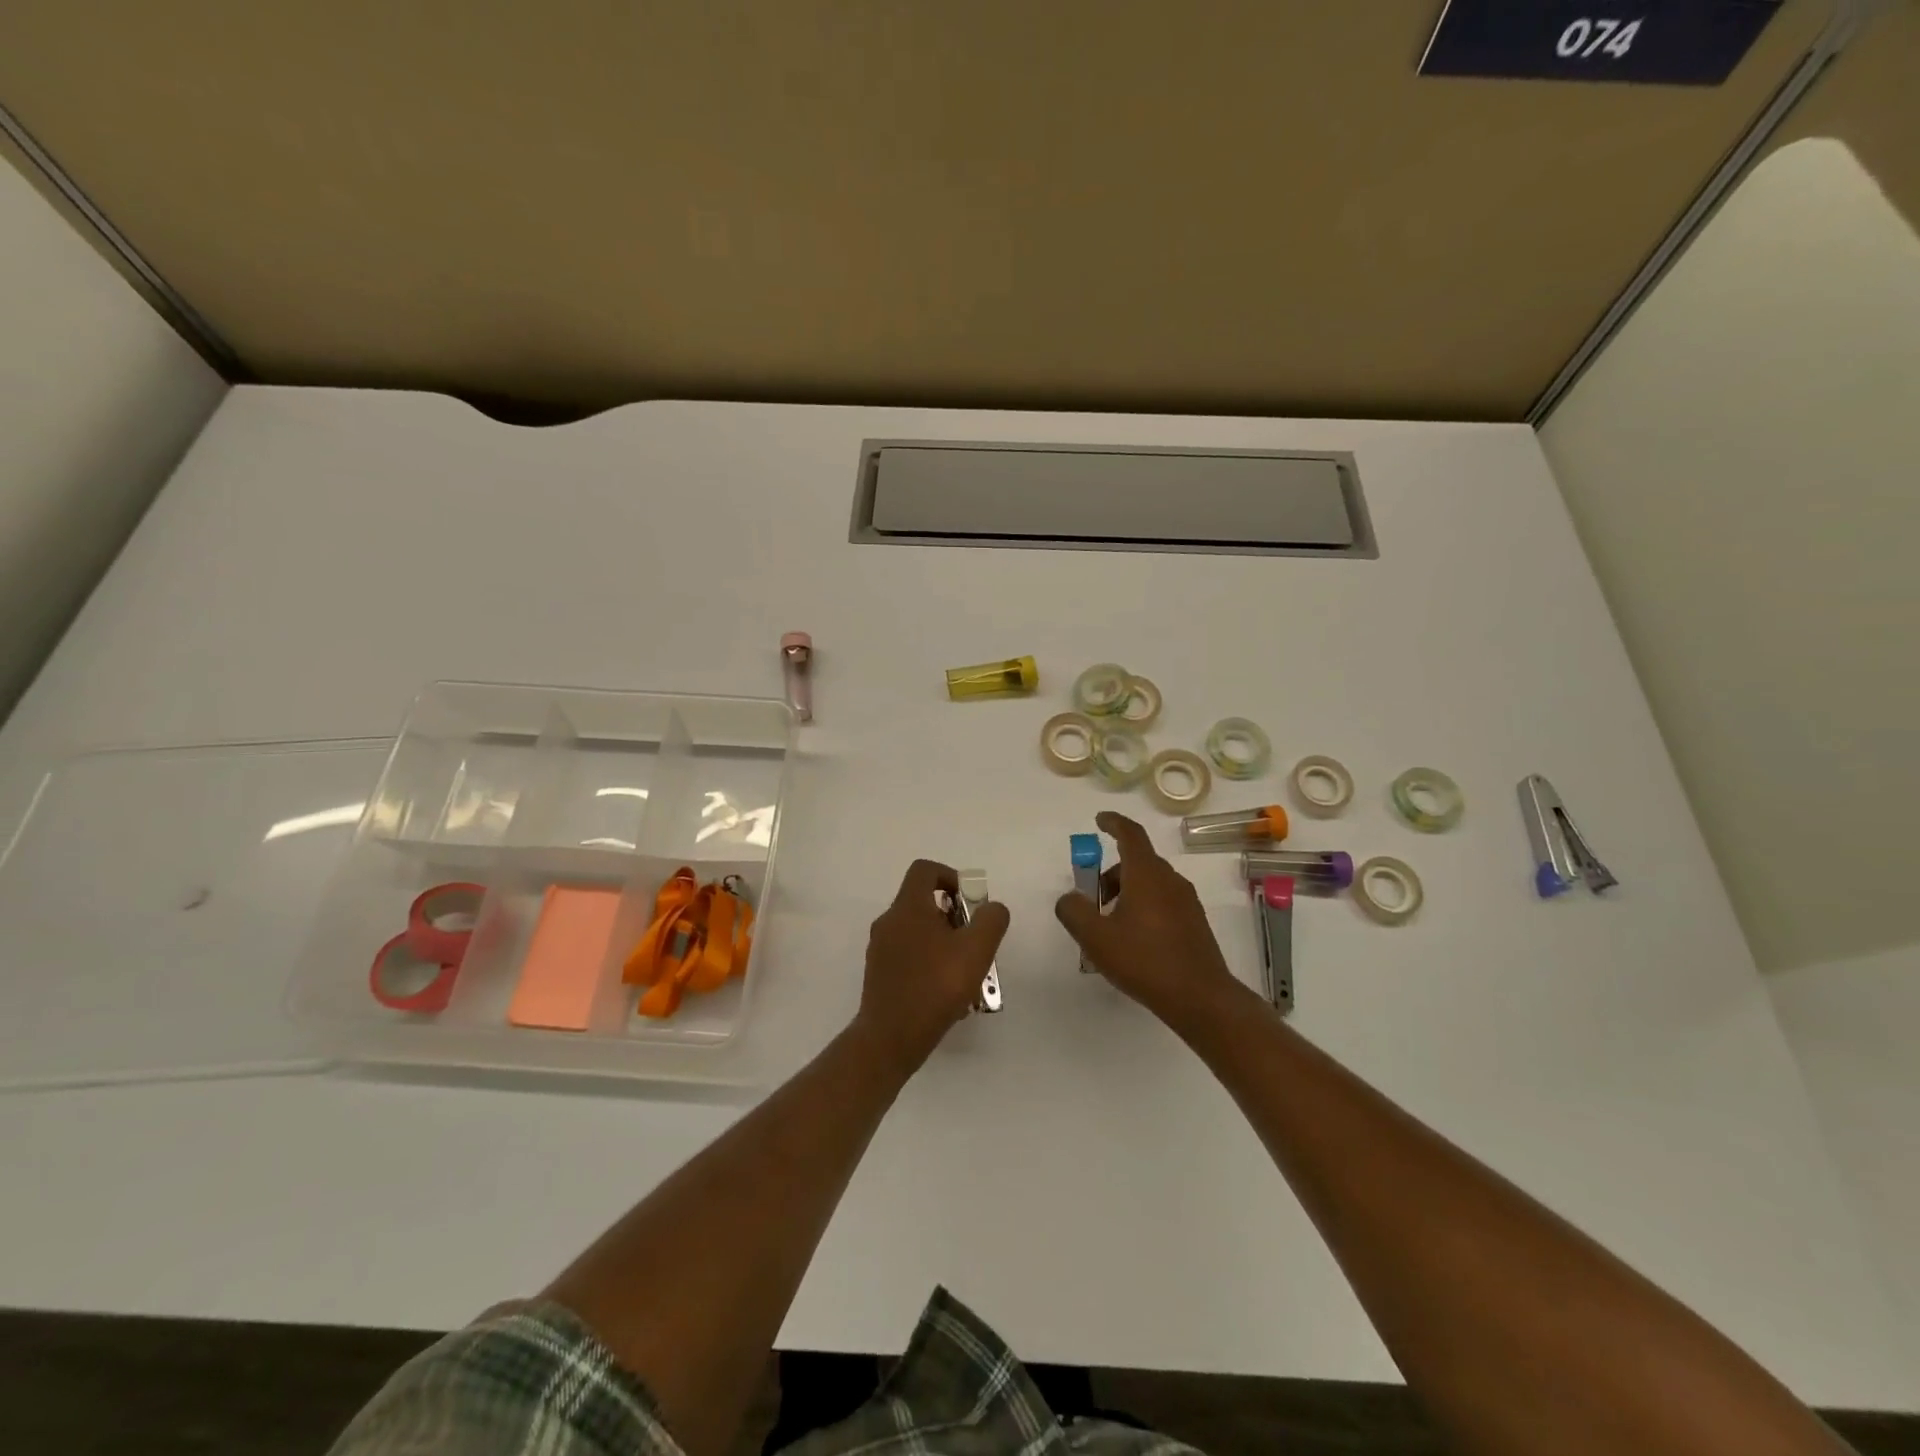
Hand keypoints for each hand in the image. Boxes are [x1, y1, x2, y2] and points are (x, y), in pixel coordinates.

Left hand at [855, 859, 1010, 1074]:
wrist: (890, 1039)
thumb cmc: (934, 987)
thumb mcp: (976, 950)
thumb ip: (990, 921)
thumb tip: (992, 908)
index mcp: (907, 908)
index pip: (925, 870)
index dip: (951, 876)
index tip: (970, 901)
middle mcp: (889, 922)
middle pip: (923, 903)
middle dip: (954, 917)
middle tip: (974, 942)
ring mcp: (880, 950)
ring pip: (918, 933)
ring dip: (945, 944)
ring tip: (967, 974)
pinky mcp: (879, 975)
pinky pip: (910, 957)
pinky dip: (931, 964)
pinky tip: (950, 995)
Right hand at [1054, 811, 1239, 1025]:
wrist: (1201, 998)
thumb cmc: (1145, 961)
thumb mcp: (1096, 938)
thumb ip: (1074, 911)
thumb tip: (1070, 898)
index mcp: (1146, 875)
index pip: (1130, 834)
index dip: (1114, 822)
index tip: (1100, 819)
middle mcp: (1170, 880)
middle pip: (1138, 861)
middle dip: (1112, 871)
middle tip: (1092, 897)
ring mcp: (1187, 901)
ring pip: (1151, 882)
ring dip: (1127, 891)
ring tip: (1110, 924)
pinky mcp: (1194, 922)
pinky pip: (1163, 900)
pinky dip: (1143, 906)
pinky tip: (1133, 939)